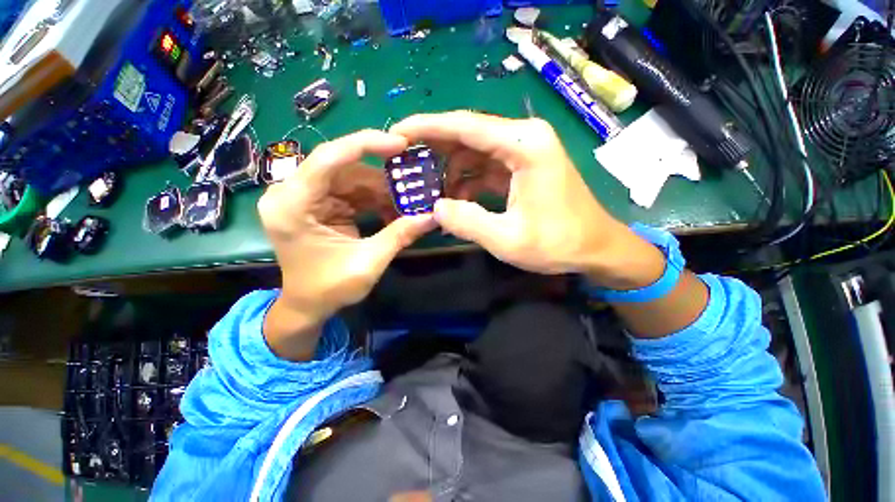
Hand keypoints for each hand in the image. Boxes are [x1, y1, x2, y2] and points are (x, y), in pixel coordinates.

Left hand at [259, 130, 435, 358]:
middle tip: (413, 186)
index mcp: (292, 205)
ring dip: (381, 191)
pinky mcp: (318, 203)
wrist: (307, 306)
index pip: (328, 158)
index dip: (366, 144)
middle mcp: (292, 192)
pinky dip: (374, 200)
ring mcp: (305, 197)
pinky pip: (351, 191)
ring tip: (406, 205)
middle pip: (343, 168)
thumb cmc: (329, 289)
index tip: (400, 144)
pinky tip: (392, 212)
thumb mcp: (368, 263)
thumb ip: (399, 235)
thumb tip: (433, 215)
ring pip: (351, 178)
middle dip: (382, 178)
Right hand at [391, 111, 661, 288]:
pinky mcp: (522, 167)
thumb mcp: (508, 239)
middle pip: (468, 134)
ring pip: (474, 152)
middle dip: (434, 149)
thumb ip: (467, 222)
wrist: (596, 248)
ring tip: (430, 193)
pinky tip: (455, 201)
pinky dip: (466, 182)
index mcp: (525, 145)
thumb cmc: (558, 243)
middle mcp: (524, 138)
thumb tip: (435, 208)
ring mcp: (524, 151)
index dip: (427, 128)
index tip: (396, 133)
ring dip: (450, 171)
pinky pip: (485, 167)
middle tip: (405, 165)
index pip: (465, 126)